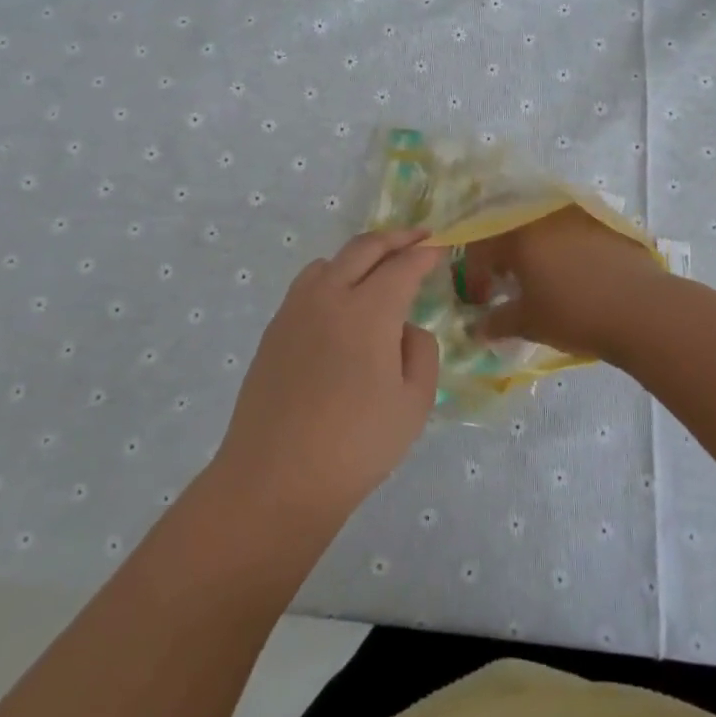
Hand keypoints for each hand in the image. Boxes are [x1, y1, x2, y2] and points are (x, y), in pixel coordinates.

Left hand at [214, 229, 443, 528]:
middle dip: (395, 238)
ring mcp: (295, 311)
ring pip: (330, 262)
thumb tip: (404, 328)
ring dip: (359, 255)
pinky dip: (332, 277)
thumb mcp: (414, 403)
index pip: (402, 266)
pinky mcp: (274, 331)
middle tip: (418, 237)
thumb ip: (420, 352)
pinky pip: (307, 286)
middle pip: (363, 248)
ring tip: (378, 268)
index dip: (425, 254)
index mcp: (368, 311)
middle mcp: (329, 297)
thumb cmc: (356, 446)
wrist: (276, 479)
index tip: (442, 248)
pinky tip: (340, 304)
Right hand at [462, 207, 668, 359]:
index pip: (482, 248)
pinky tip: (576, 275)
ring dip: (536, 251)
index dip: (475, 275)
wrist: (643, 310)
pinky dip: (565, 250)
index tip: (481, 300)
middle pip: (512, 232)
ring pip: (545, 230)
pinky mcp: (608, 226)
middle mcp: (545, 218)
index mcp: (519, 236)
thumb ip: (498, 322)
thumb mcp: (530, 323)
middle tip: (508, 286)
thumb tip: (477, 328)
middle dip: (504, 259)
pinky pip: (574, 233)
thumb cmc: (575, 314)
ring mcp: (580, 217)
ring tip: (542, 280)